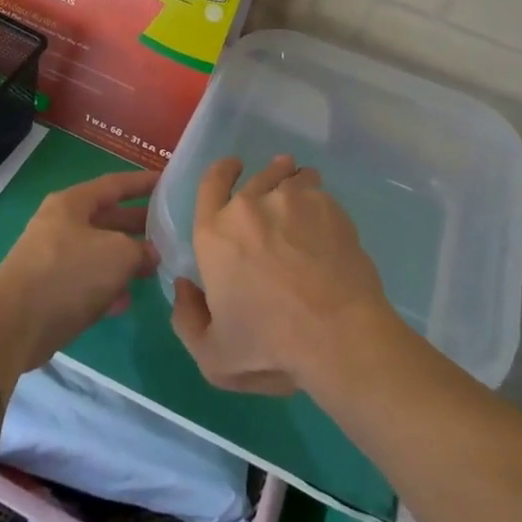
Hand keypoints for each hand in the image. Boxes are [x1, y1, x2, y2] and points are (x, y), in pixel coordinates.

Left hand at [0, 168, 159, 373]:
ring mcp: (52, 258)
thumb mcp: (118, 254)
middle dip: (137, 225)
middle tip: (169, 229)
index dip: (142, 182)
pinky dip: (106, 288)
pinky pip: (86, 282)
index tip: (167, 181)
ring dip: (125, 260)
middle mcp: (60, 225)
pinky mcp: (49, 291)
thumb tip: (149, 255)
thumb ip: (141, 250)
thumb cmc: (69, 273)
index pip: (114, 184)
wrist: (14, 324)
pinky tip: (125, 301)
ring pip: (98, 253)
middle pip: (106, 219)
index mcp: (72, 203)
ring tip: (154, 268)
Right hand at [170, 155, 395, 395]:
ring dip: (292, 181)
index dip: (222, 171)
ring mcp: (290, 200)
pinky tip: (325, 220)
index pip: (211, 183)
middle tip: (275, 182)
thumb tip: (184, 287)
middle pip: (255, 175)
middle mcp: (248, 206)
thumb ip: (187, 319)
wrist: (336, 334)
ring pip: (290, 177)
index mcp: (214, 233)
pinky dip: (318, 201)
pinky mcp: (326, 206)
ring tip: (302, 195)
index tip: (233, 167)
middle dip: (265, 174)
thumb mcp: (213, 354)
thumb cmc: (269, 346)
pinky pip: (318, 192)